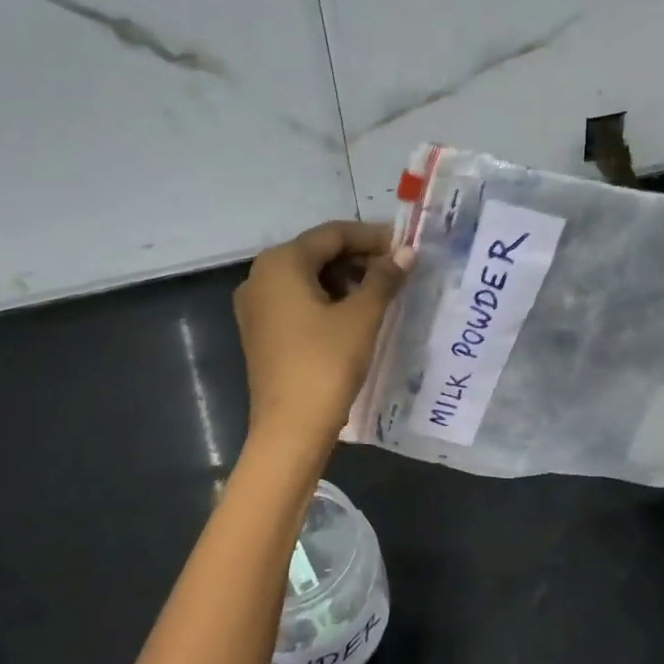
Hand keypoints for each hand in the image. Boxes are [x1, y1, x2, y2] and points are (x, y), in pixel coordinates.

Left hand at [235, 220, 413, 461]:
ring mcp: (257, 304)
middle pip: (318, 252)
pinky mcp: (262, 329)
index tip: (406, 247)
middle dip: (360, 256)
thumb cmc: (326, 363)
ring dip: (346, 277)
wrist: (290, 429)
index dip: (372, 236)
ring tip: (383, 291)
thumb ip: (384, 277)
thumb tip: (407, 252)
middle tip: (398, 269)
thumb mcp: (362, 316)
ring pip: (308, 276)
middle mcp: (261, 275)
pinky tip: (356, 311)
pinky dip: (328, 297)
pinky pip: (298, 298)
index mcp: (281, 263)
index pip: (333, 234)